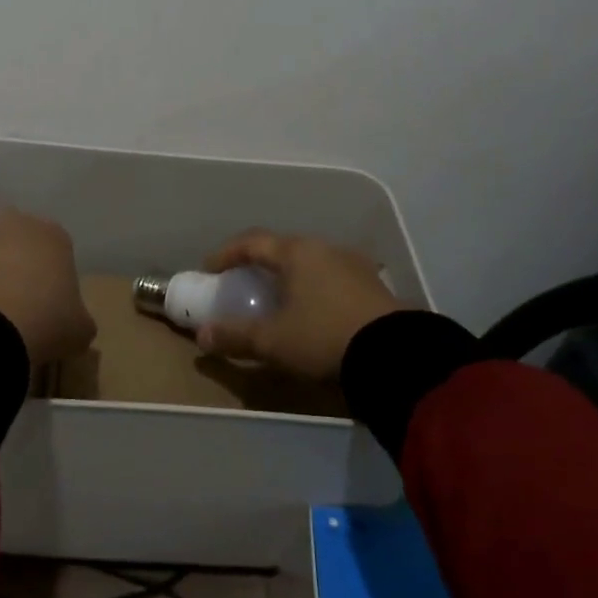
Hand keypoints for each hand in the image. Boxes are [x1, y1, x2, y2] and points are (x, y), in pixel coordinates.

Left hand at [0, 209, 95, 366]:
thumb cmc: (45, 318)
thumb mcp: (79, 329)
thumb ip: (78, 321)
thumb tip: (73, 324)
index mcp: (55, 235)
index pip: (61, 253)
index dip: (57, 282)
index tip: (53, 311)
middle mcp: (16, 224)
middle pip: (21, 248)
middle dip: (20, 272)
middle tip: (22, 311)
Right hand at [195, 230, 401, 378]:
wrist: (395, 354)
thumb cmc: (323, 337)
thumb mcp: (273, 341)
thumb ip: (235, 336)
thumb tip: (201, 336)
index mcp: (297, 252)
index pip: (252, 242)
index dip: (226, 254)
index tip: (209, 269)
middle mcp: (325, 249)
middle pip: (283, 249)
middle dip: (259, 264)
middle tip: (243, 283)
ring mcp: (354, 264)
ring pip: (310, 262)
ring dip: (289, 276)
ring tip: (279, 298)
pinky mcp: (374, 285)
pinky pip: (332, 278)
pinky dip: (314, 288)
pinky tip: (314, 310)